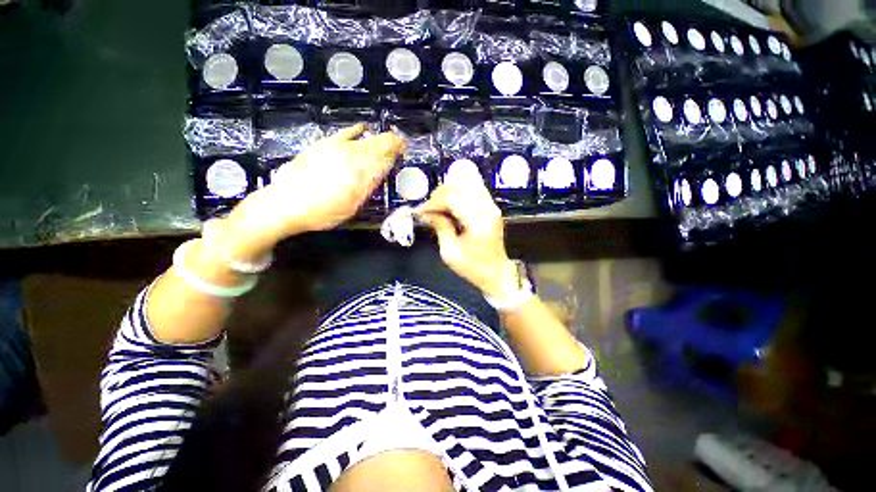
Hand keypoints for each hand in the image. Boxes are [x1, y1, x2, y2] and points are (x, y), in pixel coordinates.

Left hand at [221, 124, 405, 258]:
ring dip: (379, 139)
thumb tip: (379, 173)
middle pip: (376, 146)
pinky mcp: (322, 145)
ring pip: (363, 140)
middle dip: (391, 144)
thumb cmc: (322, 213)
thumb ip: (366, 188)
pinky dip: (355, 130)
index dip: (396, 153)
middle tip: (400, 145)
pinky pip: (343, 134)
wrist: (285, 204)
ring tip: (388, 140)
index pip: (383, 160)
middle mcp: (351, 158)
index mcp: (360, 175)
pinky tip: (363, 127)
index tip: (405, 151)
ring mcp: (336, 149)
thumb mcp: (351, 207)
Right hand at [417, 168, 517, 298]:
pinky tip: (450, 202)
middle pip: (461, 185)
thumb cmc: (474, 268)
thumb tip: (429, 213)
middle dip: (440, 193)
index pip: (453, 198)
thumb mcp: (451, 253)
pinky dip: (458, 191)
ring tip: (439, 204)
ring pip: (469, 182)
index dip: (434, 202)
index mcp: (479, 222)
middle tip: (430, 208)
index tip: (423, 211)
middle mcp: (488, 209)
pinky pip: (473, 189)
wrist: (497, 273)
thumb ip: (440, 228)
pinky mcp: (491, 207)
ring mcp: (492, 206)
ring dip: (450, 190)